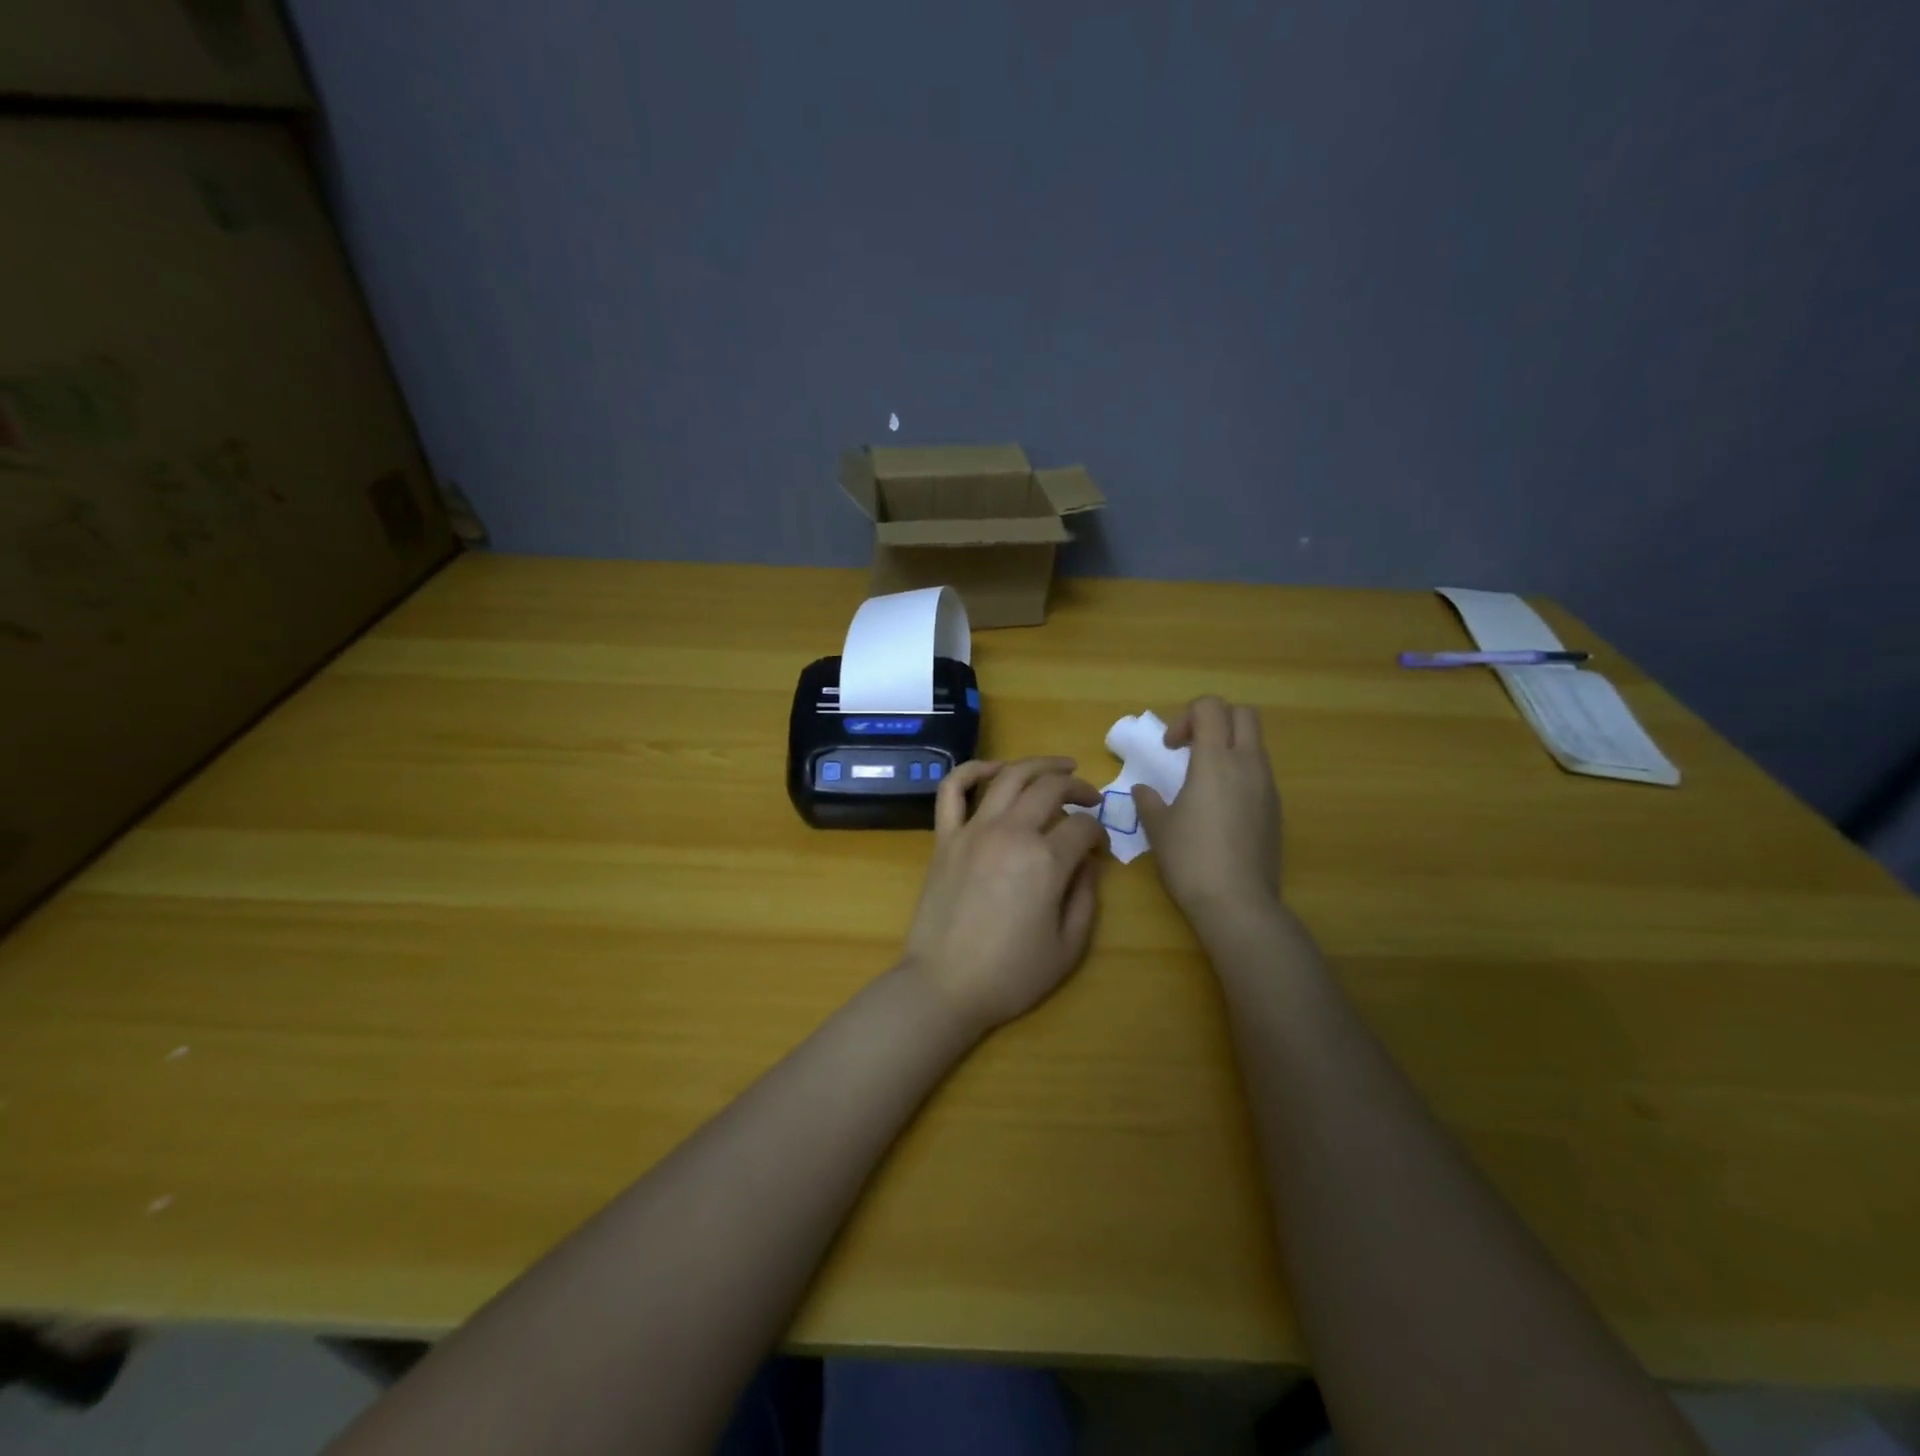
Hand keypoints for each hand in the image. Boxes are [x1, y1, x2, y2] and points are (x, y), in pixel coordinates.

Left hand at [901, 757, 1107, 1034]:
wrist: (944, 985)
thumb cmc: (1011, 974)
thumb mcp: (1068, 947)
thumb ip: (1087, 896)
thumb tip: (1091, 861)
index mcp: (1046, 860)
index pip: (1083, 827)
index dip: (1099, 833)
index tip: (1100, 849)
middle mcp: (1012, 832)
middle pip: (1051, 788)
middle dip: (1079, 787)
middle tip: (1091, 797)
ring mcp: (974, 830)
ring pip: (1009, 776)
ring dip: (1039, 764)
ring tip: (1059, 766)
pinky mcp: (945, 837)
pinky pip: (953, 790)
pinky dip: (973, 770)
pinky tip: (994, 769)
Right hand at [1131, 696, 1282, 932]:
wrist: (1238, 903)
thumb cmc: (1190, 859)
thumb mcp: (1158, 827)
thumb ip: (1148, 801)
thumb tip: (1143, 790)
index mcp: (1216, 761)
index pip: (1210, 707)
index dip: (1186, 717)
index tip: (1171, 748)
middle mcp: (1248, 765)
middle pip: (1243, 714)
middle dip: (1215, 720)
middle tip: (1190, 749)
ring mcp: (1267, 787)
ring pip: (1254, 743)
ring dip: (1228, 747)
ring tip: (1202, 779)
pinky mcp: (1276, 810)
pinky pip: (1260, 773)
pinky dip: (1239, 773)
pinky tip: (1219, 807)